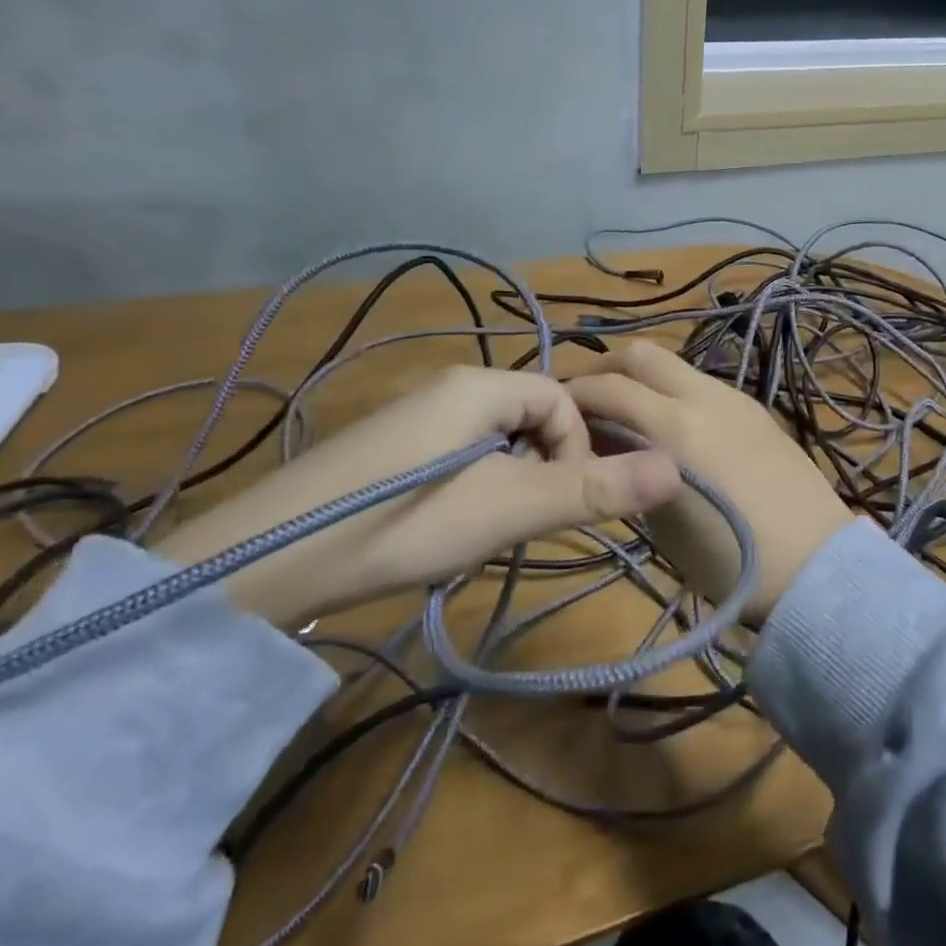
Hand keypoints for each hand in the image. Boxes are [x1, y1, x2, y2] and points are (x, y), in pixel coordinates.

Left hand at [154, 367, 681, 626]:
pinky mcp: (387, 446)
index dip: (578, 448)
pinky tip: (444, 528)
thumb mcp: (510, 509)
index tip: (561, 503)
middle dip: (544, 466)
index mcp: (480, 383)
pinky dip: (472, 485)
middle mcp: (448, 384)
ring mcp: (413, 414)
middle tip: (524, 522)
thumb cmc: (405, 523)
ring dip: (510, 479)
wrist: (266, 562)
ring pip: (495, 438)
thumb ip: (594, 488)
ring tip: (486, 530)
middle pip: (530, 415)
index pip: (562, 397)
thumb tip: (679, 467)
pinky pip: (457, 452)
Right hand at [567, 342, 854, 625]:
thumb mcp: (660, 521)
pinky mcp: (755, 408)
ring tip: (627, 413)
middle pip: (641, 354)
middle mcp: (704, 397)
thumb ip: (626, 470)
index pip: (606, 388)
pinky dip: (673, 390)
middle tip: (586, 400)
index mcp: (675, 428)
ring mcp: (735, 398)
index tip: (557, 417)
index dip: (573, 395)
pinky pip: (702, 383)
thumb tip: (602, 442)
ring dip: (642, 377)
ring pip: (674, 364)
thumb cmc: (727, 561)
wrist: (814, 566)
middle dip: (604, 368)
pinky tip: (672, 425)